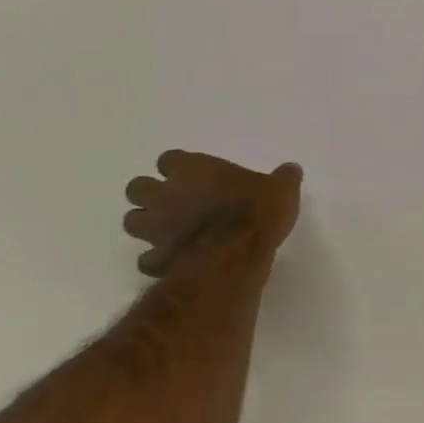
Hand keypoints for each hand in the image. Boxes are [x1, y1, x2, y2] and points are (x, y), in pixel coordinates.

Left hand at [123, 151, 302, 277]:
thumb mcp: (281, 190)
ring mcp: (157, 227)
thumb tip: (291, 169)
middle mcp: (166, 194)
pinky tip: (171, 263)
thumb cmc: (256, 213)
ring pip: (132, 221)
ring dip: (146, 225)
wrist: (234, 254)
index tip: (193, 176)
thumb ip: (283, 178)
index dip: (178, 168)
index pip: (169, 159)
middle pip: (137, 187)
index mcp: (192, 169)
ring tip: (167, 232)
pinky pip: (147, 260)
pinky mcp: (158, 258)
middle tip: (173, 203)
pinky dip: (156, 261)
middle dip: (150, 194)